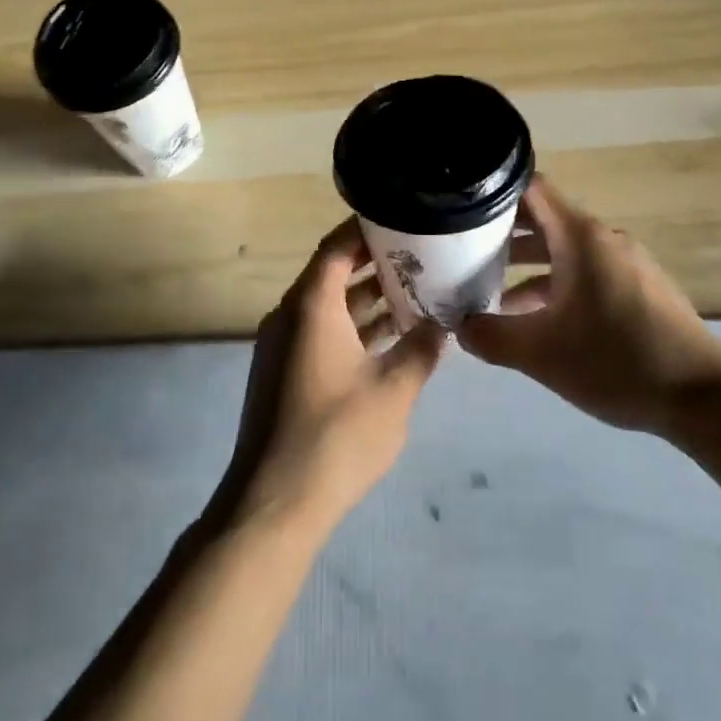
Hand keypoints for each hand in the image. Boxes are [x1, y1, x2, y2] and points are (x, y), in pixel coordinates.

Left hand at [215, 217, 445, 533]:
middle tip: (421, 255)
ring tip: (416, 293)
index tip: (402, 218)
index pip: (337, 248)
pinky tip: (391, 340)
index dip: (366, 229)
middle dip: (375, 264)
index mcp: (311, 307)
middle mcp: (290, 316)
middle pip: (332, 274)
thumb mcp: (394, 389)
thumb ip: (422, 349)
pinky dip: (353, 329)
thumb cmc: (337, 435)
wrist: (274, 502)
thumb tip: (445, 321)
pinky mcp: (283, 374)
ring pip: (328, 308)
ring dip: (367, 301)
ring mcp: (283, 347)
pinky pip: (321, 334)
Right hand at [458, 175, 720, 433]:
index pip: (531, 190)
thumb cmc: (616, 361)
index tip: (460, 210)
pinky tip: (538, 319)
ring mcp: (626, 263)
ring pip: (565, 250)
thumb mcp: (540, 354)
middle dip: (502, 234)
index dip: (493, 194)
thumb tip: (458, 327)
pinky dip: (557, 283)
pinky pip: (587, 271)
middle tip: (462, 252)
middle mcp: (604, 239)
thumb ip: (490, 337)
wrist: (702, 397)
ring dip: (528, 265)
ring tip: (490, 290)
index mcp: (580, 238)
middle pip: (545, 220)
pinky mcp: (639, 287)